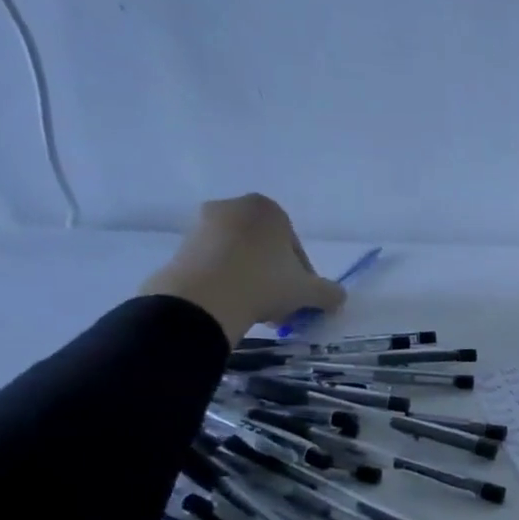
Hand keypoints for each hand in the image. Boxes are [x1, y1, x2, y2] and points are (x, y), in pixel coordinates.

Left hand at [138, 194, 345, 344]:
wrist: (202, 299)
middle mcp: (234, 207)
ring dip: (251, 281)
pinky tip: (232, 306)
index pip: (295, 246)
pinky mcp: (180, 246)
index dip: (303, 276)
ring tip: (256, 312)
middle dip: (275, 278)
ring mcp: (202, 225)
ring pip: (240, 257)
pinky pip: (214, 264)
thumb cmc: (264, 283)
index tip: (300, 299)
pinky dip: (225, 282)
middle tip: (280, 307)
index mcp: (269, 209)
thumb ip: (330, 293)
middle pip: (266, 249)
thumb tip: (338, 298)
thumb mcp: (308, 292)